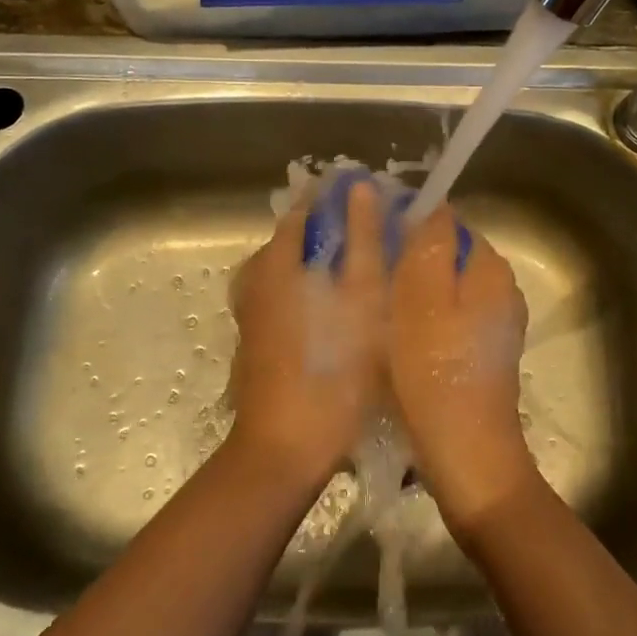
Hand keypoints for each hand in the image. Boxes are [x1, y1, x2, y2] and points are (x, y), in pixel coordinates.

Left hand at [228, 176, 387, 490]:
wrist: (286, 448)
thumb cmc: (333, 368)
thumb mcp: (361, 298)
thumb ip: (363, 239)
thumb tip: (361, 187)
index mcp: (274, 261)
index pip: (304, 208)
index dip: (340, 201)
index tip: (379, 204)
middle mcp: (255, 280)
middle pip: (297, 240)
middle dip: (337, 234)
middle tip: (383, 243)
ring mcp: (253, 313)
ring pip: (294, 272)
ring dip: (328, 267)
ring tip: (370, 279)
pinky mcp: (258, 341)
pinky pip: (289, 299)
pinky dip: (316, 294)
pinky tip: (346, 315)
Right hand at [387, 205, 536, 537]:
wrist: (465, 454)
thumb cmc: (434, 370)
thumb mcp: (421, 296)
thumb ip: (430, 242)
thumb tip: (431, 202)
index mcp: (489, 268)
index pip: (446, 221)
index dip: (405, 223)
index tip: (368, 238)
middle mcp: (499, 289)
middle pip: (445, 255)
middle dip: (406, 259)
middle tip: (364, 276)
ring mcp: (493, 324)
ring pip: (442, 288)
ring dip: (410, 292)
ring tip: (373, 307)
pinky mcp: (480, 353)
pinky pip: (445, 318)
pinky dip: (420, 320)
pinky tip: (395, 339)